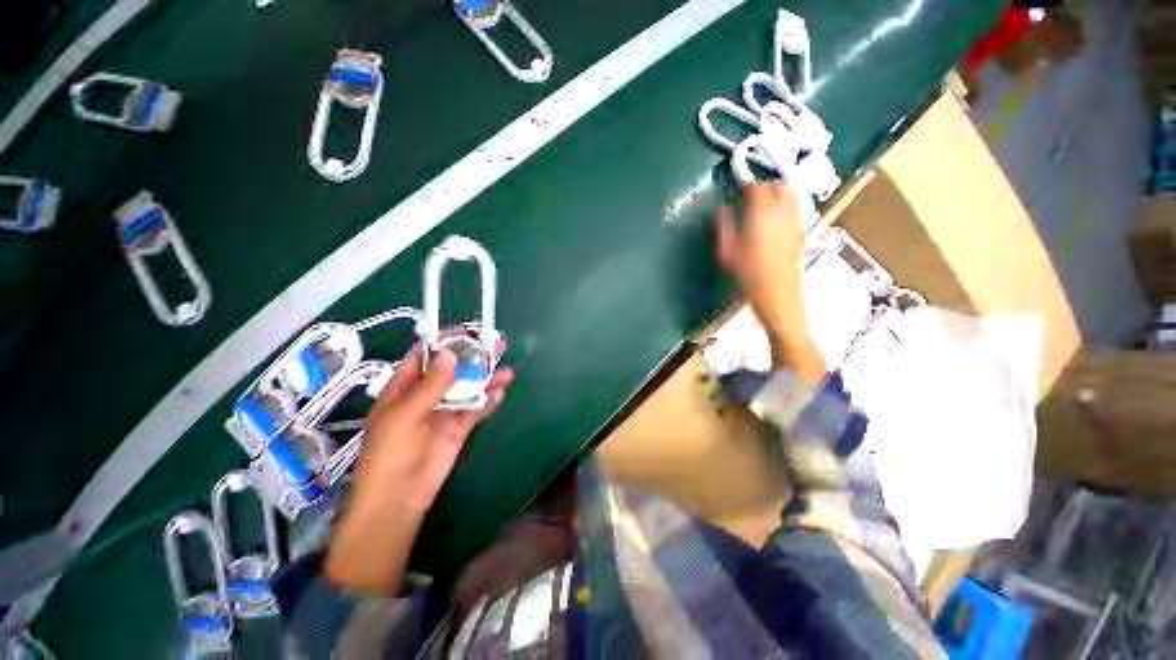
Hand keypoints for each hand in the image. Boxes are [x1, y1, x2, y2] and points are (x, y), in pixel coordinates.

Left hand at [326, 347, 512, 592]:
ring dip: (486, 379)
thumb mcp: (404, 415)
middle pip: (454, 369)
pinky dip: (488, 402)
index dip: (446, 342)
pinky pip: (475, 410)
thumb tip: (450, 354)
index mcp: (405, 387)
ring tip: (506, 372)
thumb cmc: (390, 454)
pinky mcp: (458, 428)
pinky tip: (499, 394)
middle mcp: (426, 395)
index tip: (468, 332)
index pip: (426, 356)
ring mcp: (444, 412)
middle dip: (474, 357)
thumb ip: (429, 385)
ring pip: (468, 388)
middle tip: (496, 345)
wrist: (398, 499)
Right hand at [716, 182, 824, 384]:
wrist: (778, 296)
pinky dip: (785, 208)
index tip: (737, 193)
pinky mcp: (802, 233)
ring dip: (777, 195)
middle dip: (765, 186)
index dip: (745, 186)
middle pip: (779, 186)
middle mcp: (782, 212)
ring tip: (763, 208)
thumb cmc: (747, 275)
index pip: (756, 188)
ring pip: (791, 196)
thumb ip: (723, 226)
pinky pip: (795, 210)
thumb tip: (721, 210)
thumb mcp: (726, 252)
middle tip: (751, 198)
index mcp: (761, 213)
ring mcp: (796, 222)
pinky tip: (773, 224)